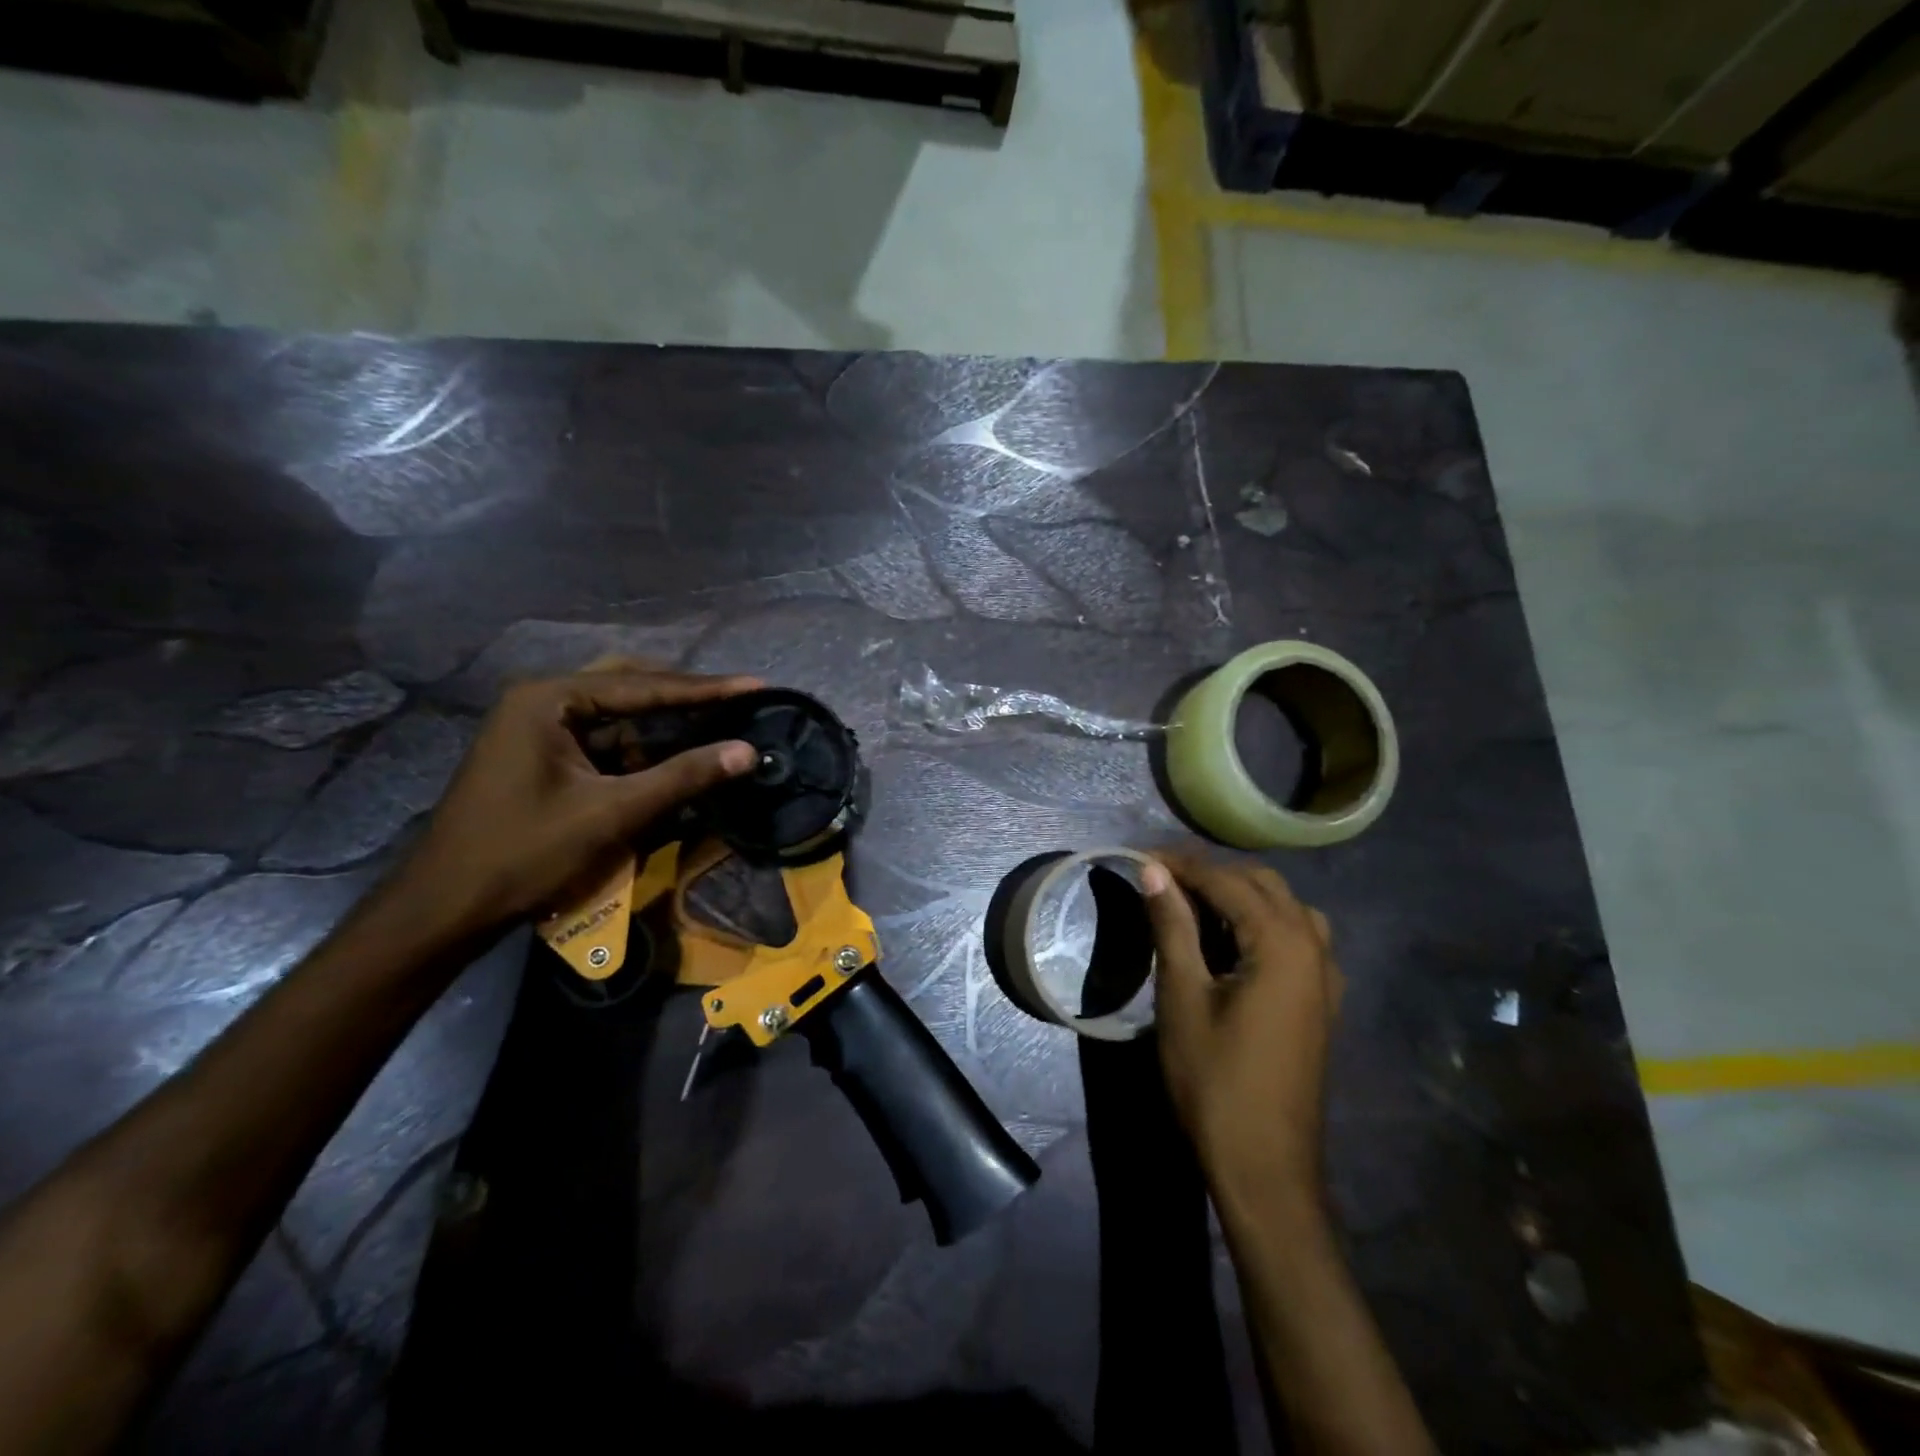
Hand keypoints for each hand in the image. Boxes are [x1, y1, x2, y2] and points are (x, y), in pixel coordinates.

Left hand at [392, 664, 760, 939]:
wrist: (446, 908)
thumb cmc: (524, 853)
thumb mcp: (612, 813)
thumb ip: (683, 777)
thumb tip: (748, 751)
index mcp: (549, 699)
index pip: (645, 686)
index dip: (707, 689)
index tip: (757, 686)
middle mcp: (542, 701)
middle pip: (631, 690)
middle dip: (686, 701)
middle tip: (739, 703)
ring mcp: (538, 729)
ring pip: (619, 719)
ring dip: (664, 731)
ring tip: (717, 731)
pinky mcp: (542, 757)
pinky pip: (604, 744)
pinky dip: (640, 755)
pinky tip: (672, 765)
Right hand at [1141, 852, 1343, 1205]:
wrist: (1264, 1166)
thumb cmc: (1215, 1080)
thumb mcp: (1182, 997)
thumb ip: (1172, 926)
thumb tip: (1154, 872)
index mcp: (1283, 943)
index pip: (1227, 881)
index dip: (1181, 865)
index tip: (1141, 859)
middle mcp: (1314, 948)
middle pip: (1263, 884)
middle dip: (1212, 874)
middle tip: (1162, 881)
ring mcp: (1325, 977)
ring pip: (1286, 908)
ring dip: (1241, 895)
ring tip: (1195, 905)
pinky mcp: (1321, 1002)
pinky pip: (1299, 938)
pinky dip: (1264, 923)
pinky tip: (1233, 942)